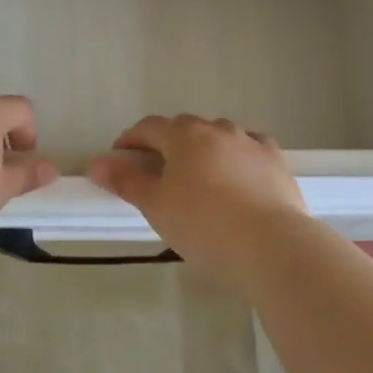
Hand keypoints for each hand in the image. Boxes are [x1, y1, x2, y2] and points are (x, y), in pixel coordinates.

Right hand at [86, 115, 306, 273]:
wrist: (272, 245)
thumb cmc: (204, 225)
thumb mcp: (156, 206)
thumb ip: (126, 181)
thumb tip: (96, 164)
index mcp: (184, 137)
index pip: (149, 127)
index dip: (131, 139)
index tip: (119, 157)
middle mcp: (217, 130)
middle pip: (184, 127)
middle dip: (166, 142)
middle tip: (155, 170)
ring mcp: (250, 143)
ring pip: (218, 134)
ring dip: (202, 146)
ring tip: (197, 175)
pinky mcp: (276, 161)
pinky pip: (250, 147)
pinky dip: (236, 154)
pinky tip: (237, 171)